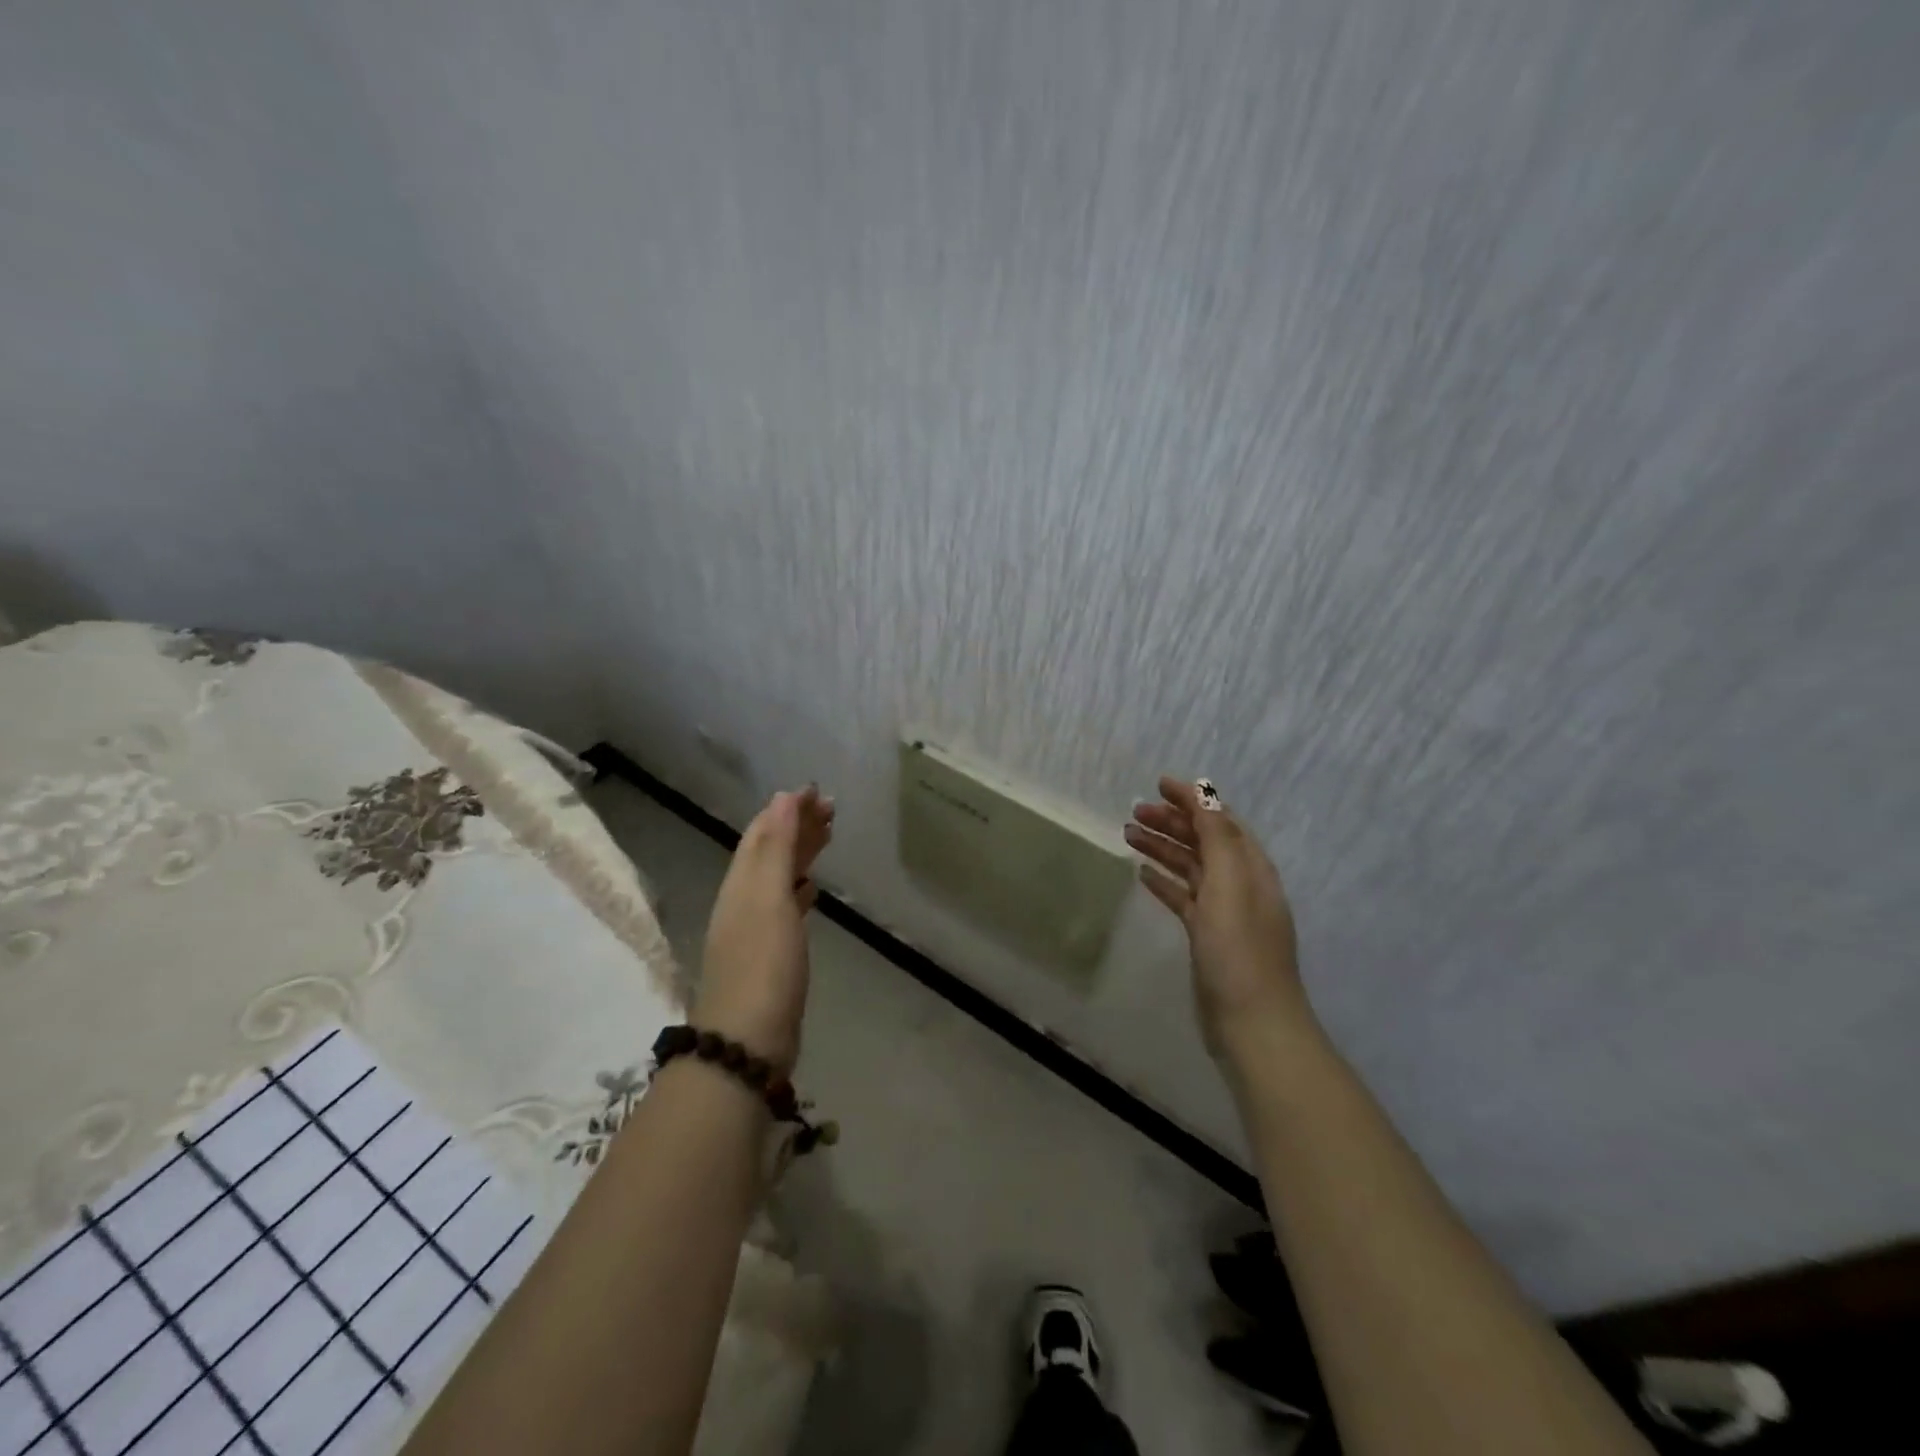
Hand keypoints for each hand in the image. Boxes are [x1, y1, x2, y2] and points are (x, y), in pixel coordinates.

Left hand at [692, 785, 833, 1077]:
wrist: (746, 1041)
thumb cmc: (763, 964)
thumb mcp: (768, 899)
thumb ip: (776, 848)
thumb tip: (782, 797)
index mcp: (741, 883)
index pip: (763, 832)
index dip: (787, 808)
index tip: (817, 790)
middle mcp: (743, 900)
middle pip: (770, 851)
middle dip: (797, 825)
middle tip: (831, 808)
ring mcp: (754, 928)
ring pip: (778, 876)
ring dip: (801, 853)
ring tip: (828, 836)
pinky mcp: (769, 954)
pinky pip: (784, 905)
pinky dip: (798, 888)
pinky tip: (811, 889)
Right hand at [1126, 776, 1311, 1057]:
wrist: (1251, 1021)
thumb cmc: (1239, 949)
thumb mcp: (1230, 884)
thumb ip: (1218, 837)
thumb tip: (1205, 795)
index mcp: (1251, 867)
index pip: (1220, 820)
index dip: (1193, 799)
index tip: (1159, 784)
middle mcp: (1240, 883)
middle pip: (1203, 841)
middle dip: (1172, 821)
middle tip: (1134, 813)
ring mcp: (1223, 911)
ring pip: (1189, 867)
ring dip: (1162, 848)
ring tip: (1128, 835)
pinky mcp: (1207, 936)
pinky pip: (1183, 897)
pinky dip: (1164, 881)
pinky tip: (1142, 874)